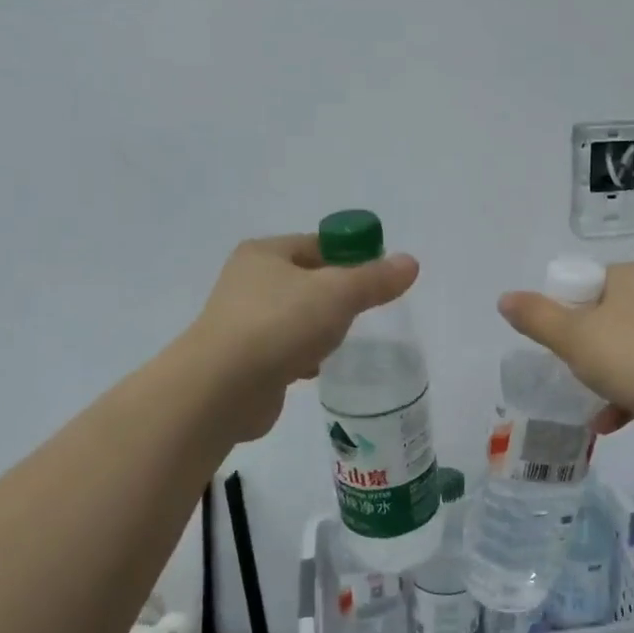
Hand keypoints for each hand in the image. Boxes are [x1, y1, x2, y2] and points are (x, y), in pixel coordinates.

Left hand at [186, 235, 418, 441]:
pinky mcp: (245, 360)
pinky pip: (286, 349)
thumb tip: (410, 262)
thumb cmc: (280, 325)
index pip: (319, 244)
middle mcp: (249, 281)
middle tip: (367, 310)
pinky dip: (303, 357)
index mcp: (265, 253)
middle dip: (338, 296)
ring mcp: (243, 321)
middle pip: (309, 281)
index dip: (353, 255)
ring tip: (343, 341)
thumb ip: (376, 279)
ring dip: (321, 329)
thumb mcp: (339, 293)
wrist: (223, 388)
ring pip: (297, 317)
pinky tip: (316, 369)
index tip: (381, 277)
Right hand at [497, 260, 633, 447]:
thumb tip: (505, 299)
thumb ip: (537, 317)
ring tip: (588, 400)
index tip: (558, 339)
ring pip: (630, 348)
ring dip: (606, 376)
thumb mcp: (572, 336)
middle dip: (587, 346)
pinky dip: (629, 393)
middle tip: (571, 367)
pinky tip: (609, 422)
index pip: (591, 282)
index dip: (568, 309)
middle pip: (609, 316)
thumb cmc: (631, 357)